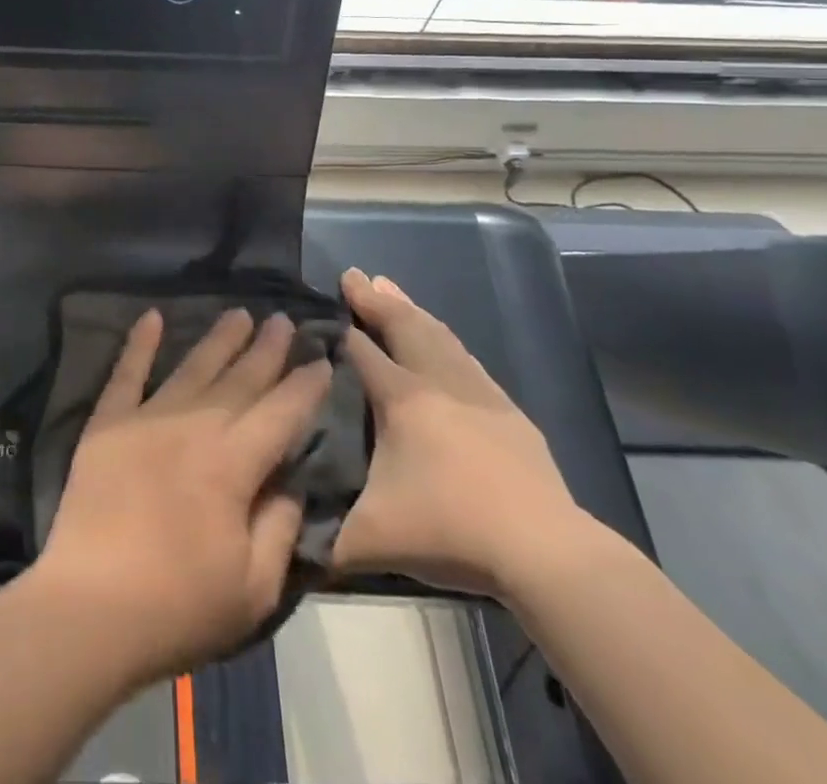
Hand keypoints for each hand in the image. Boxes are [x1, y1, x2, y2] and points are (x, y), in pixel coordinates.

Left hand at [33, 309, 332, 682]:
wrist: (89, 608)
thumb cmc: (178, 606)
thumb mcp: (254, 588)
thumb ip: (280, 527)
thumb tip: (291, 481)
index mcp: (232, 464)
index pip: (280, 412)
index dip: (304, 385)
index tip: (321, 359)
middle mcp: (193, 426)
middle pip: (239, 380)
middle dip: (266, 349)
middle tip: (282, 319)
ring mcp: (146, 418)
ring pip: (192, 367)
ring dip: (218, 339)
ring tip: (238, 313)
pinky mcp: (107, 423)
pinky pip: (126, 373)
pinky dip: (139, 343)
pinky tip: (151, 316)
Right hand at [331, 270, 589, 599]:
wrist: (543, 551)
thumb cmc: (451, 531)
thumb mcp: (372, 539)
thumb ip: (322, 539)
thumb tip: (283, 539)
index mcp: (401, 400)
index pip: (361, 351)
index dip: (338, 329)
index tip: (317, 311)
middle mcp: (437, 382)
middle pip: (401, 326)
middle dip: (374, 299)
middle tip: (353, 273)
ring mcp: (477, 392)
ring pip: (436, 334)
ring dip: (410, 309)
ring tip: (390, 287)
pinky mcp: (506, 411)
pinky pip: (465, 356)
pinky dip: (443, 336)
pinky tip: (442, 338)